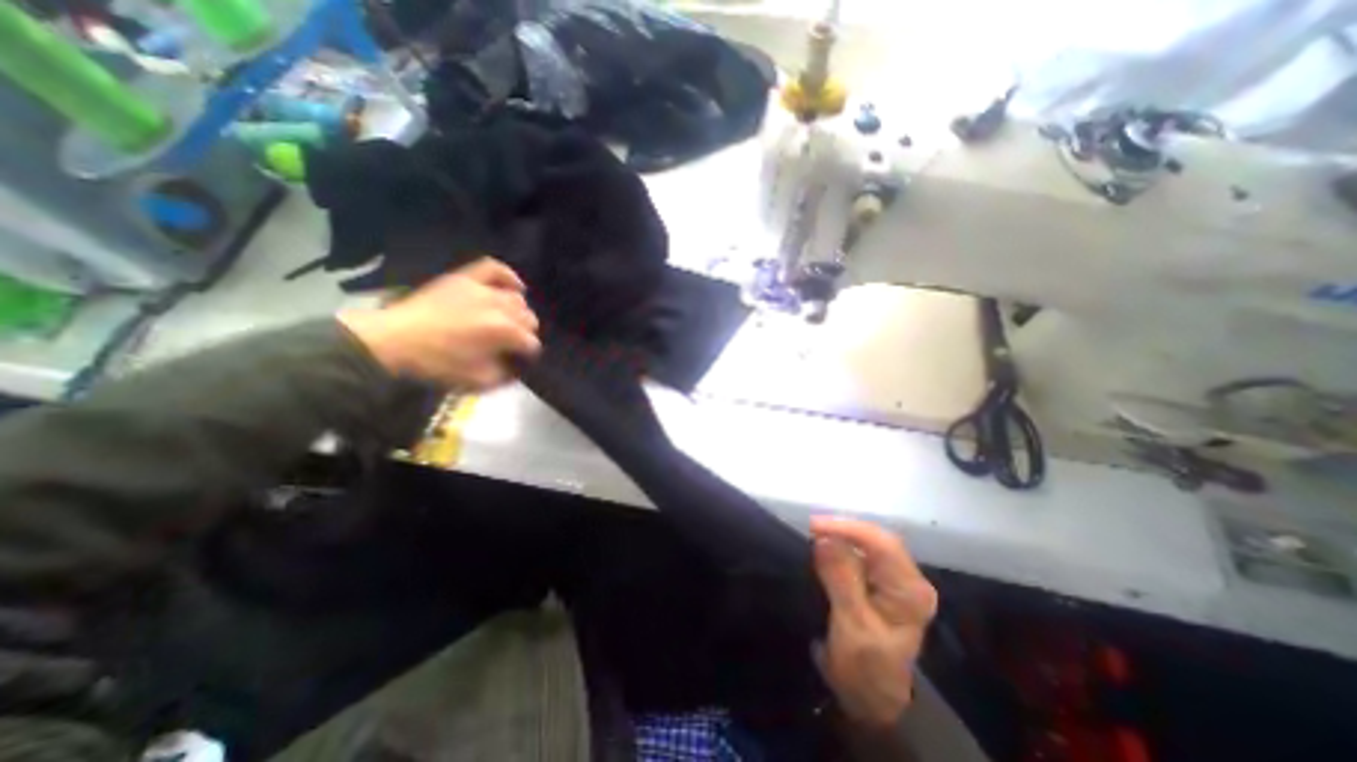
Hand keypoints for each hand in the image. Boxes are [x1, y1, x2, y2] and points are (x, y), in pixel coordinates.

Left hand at [340, 259, 541, 389]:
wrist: (393, 341)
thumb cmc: (437, 364)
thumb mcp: (477, 381)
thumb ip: (505, 375)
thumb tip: (516, 368)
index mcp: (504, 332)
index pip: (531, 343)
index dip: (528, 355)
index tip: (520, 362)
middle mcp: (499, 307)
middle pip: (528, 319)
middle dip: (525, 333)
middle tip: (512, 344)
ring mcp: (482, 289)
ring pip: (516, 298)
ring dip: (517, 312)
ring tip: (508, 321)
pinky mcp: (464, 278)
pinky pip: (494, 269)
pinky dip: (508, 276)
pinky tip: (514, 285)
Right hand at [810, 516, 940, 729]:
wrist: (870, 699)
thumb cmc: (865, 668)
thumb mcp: (852, 627)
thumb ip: (841, 581)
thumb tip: (823, 539)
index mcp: (910, 592)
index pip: (883, 545)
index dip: (849, 529)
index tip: (814, 526)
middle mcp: (908, 579)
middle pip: (877, 539)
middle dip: (844, 529)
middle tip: (810, 527)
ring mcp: (895, 579)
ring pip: (868, 543)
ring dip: (841, 535)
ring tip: (813, 532)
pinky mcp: (880, 581)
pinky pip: (860, 553)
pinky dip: (841, 545)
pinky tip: (824, 543)